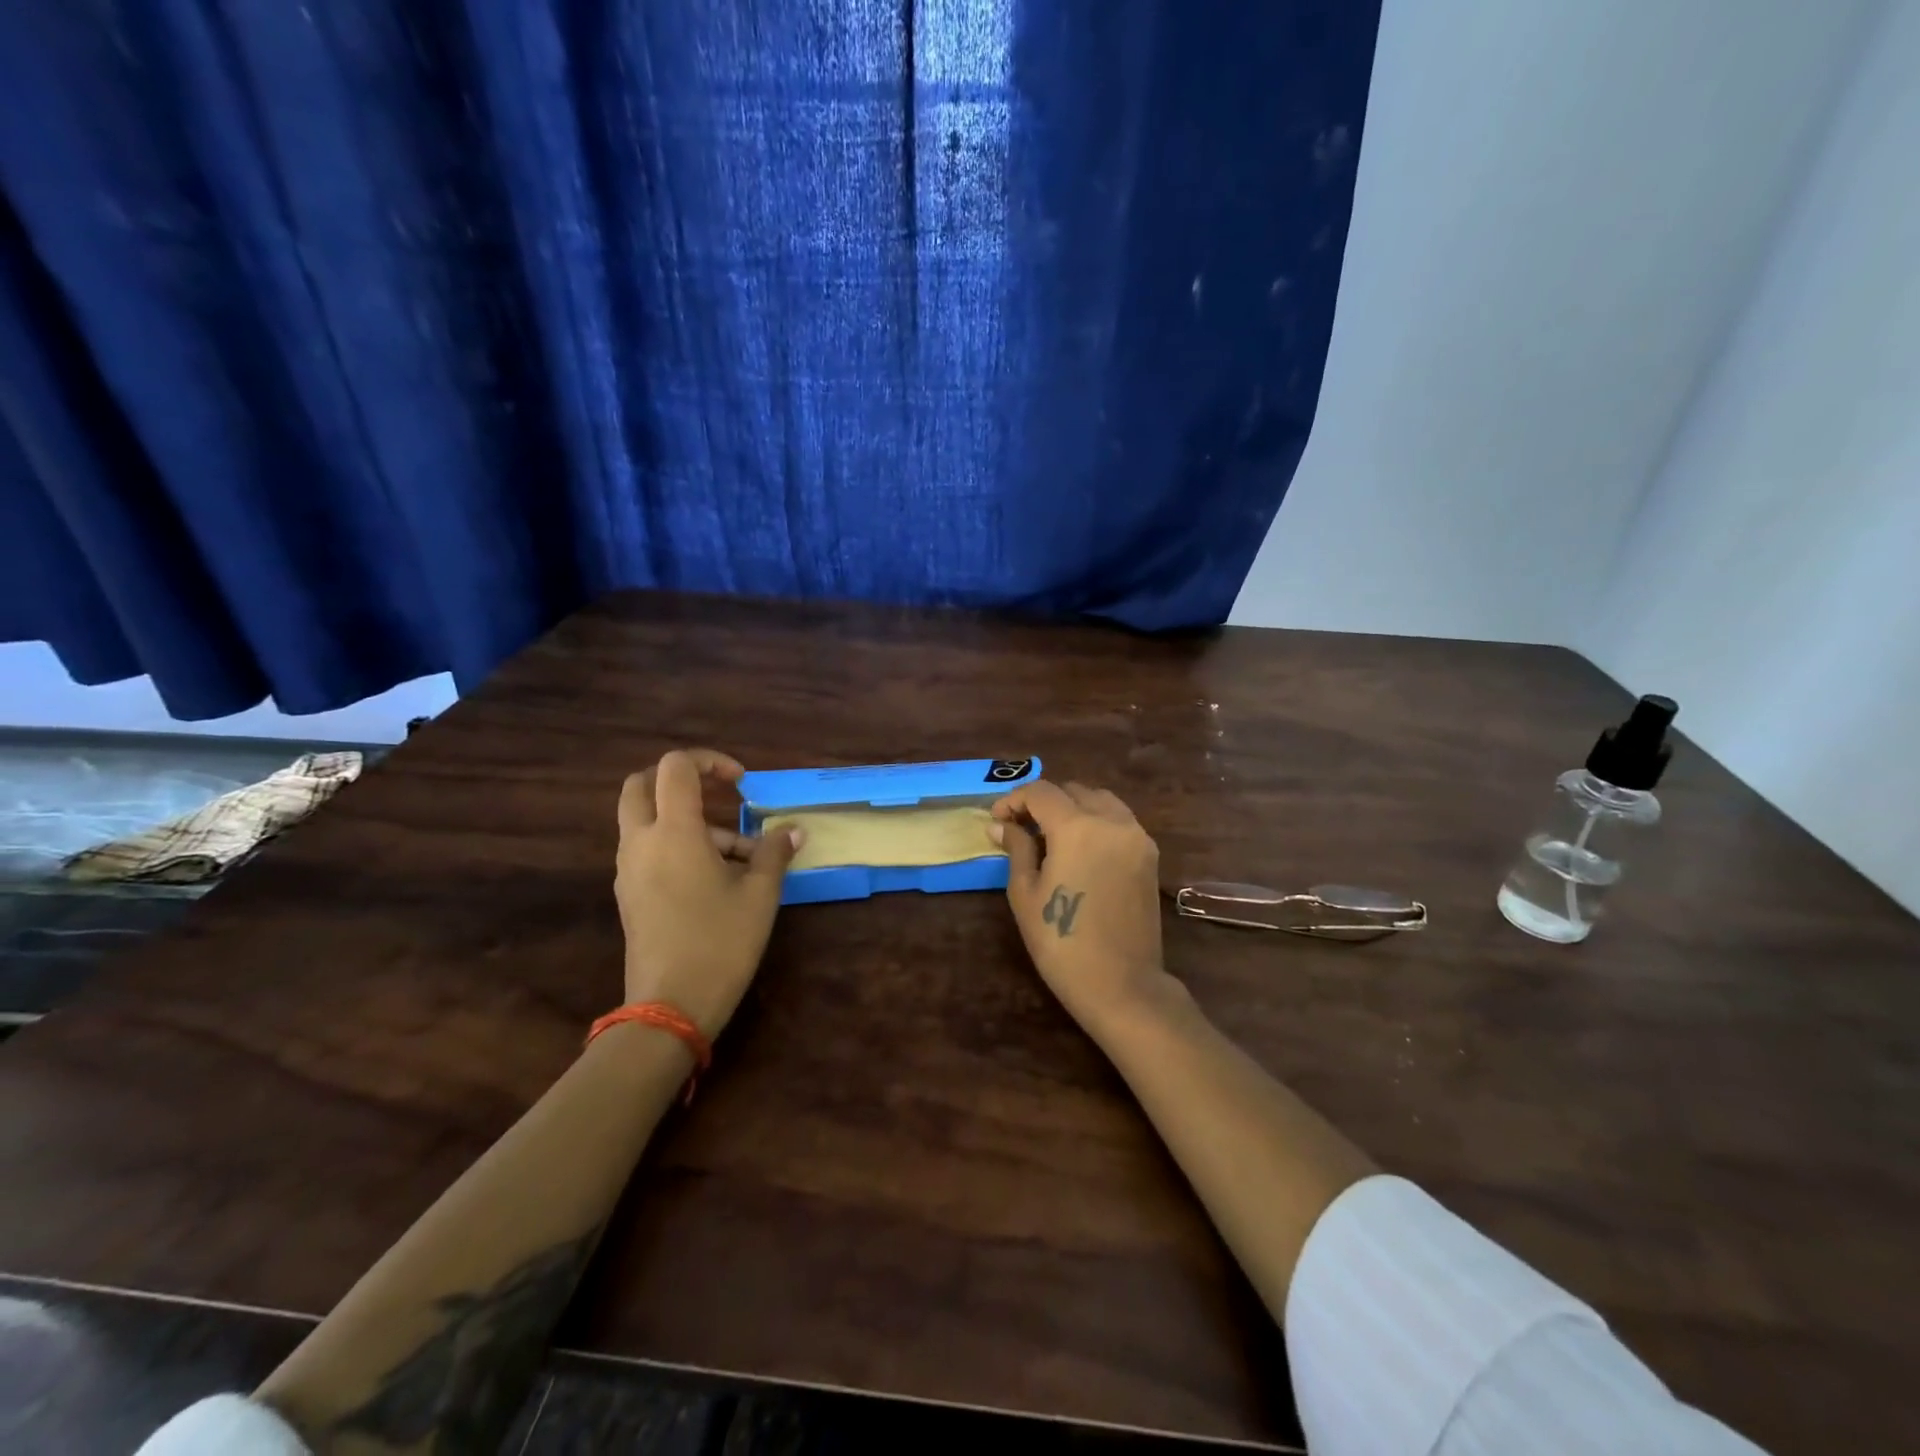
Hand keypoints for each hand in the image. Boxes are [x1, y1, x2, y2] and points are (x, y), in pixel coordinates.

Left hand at [615, 749, 801, 1038]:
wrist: (670, 1007)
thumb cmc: (720, 942)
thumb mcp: (760, 895)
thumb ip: (775, 854)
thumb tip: (793, 832)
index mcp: (673, 831)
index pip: (675, 767)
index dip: (708, 761)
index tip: (740, 783)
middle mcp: (641, 842)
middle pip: (641, 784)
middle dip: (680, 779)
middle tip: (718, 794)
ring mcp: (628, 869)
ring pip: (646, 820)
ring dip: (687, 819)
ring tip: (741, 855)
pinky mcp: (629, 893)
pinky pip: (648, 849)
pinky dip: (677, 845)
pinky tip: (716, 878)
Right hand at [990, 780, 1167, 1030]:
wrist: (1121, 985)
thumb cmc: (1062, 942)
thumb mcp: (1026, 893)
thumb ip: (1017, 848)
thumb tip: (1002, 825)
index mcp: (1077, 827)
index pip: (1041, 791)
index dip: (1014, 800)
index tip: (998, 819)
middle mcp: (1112, 820)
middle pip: (1072, 790)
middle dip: (1044, 802)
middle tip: (1021, 827)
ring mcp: (1137, 836)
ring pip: (1100, 800)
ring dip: (1073, 807)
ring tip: (1052, 835)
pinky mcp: (1150, 855)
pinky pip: (1119, 821)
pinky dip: (1097, 821)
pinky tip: (1080, 849)